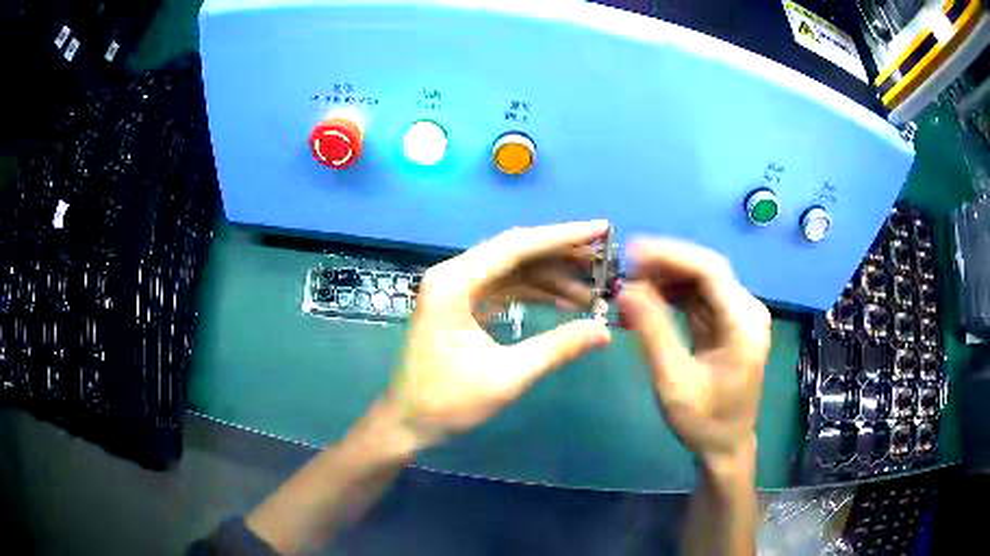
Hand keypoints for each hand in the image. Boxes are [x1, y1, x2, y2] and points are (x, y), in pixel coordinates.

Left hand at [382, 221, 613, 449]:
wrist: (407, 423)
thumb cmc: (447, 403)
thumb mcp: (507, 376)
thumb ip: (557, 348)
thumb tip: (604, 331)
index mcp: (454, 282)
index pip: (517, 246)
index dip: (563, 237)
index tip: (601, 230)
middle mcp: (453, 275)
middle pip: (515, 252)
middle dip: (561, 255)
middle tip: (603, 260)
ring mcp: (456, 289)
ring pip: (512, 270)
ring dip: (551, 278)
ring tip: (592, 289)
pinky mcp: (461, 305)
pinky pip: (504, 288)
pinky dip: (534, 293)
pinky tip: (564, 302)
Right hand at [617, 238, 770, 466]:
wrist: (726, 446)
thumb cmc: (704, 422)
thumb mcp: (674, 384)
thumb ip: (653, 334)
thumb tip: (625, 290)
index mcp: (743, 325)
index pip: (710, 271)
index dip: (671, 255)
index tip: (631, 254)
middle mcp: (748, 311)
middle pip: (707, 269)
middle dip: (665, 264)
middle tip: (624, 271)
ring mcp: (739, 315)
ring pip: (701, 280)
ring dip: (666, 278)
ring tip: (630, 287)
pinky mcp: (728, 322)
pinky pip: (699, 297)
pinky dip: (672, 295)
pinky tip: (646, 302)